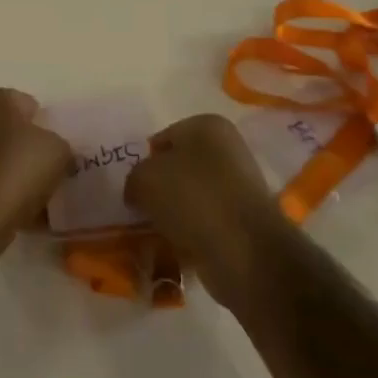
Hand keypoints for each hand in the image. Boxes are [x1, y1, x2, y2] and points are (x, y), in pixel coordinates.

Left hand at [0, 89, 73, 250]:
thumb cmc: (17, 169)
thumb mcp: (58, 150)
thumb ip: (62, 145)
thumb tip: (56, 152)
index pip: (29, 104)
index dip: (48, 124)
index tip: (63, 145)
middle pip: (15, 133)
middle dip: (33, 150)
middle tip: (57, 169)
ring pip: (4, 161)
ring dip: (22, 176)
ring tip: (47, 196)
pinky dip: (9, 197)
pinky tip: (30, 215)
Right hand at [125, 113, 286, 308]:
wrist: (245, 252)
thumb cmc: (192, 199)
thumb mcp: (144, 178)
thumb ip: (134, 178)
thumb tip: (138, 192)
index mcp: (207, 126)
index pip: (162, 139)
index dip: (143, 163)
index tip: (133, 188)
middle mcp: (228, 149)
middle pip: (179, 168)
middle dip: (160, 190)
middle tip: (141, 211)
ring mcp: (240, 186)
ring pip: (192, 197)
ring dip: (174, 214)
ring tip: (156, 233)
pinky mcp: (245, 222)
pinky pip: (206, 223)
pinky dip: (191, 235)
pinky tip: (176, 248)